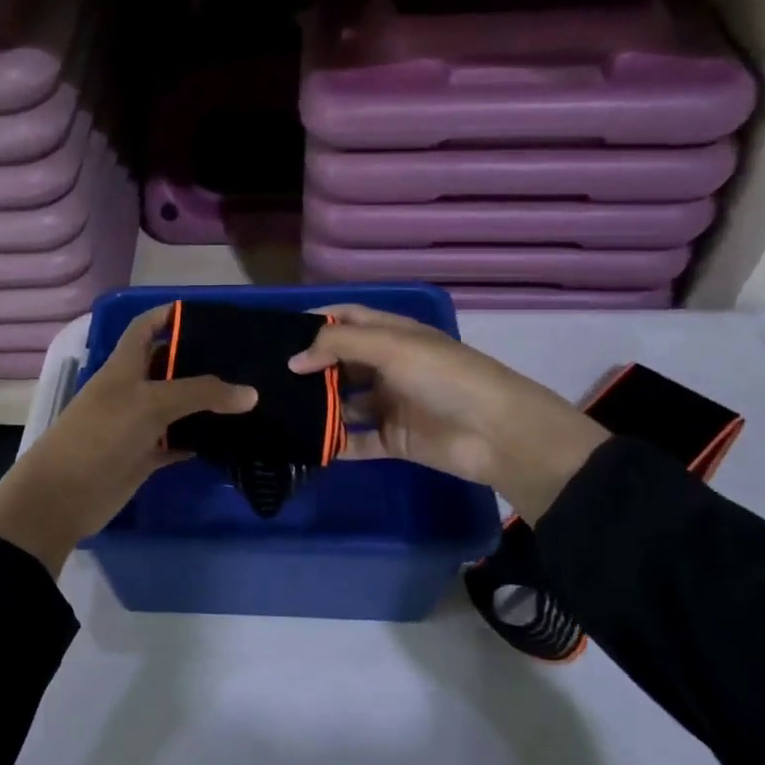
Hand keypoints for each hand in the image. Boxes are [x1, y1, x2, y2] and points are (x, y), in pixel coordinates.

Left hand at [0, 306, 257, 574]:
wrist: (64, 495)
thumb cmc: (102, 434)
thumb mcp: (152, 403)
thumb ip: (201, 394)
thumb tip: (251, 393)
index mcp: (124, 366)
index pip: (145, 327)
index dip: (169, 315)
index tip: (208, 314)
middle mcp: (131, 390)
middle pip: (167, 367)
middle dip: (199, 361)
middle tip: (244, 360)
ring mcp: (137, 425)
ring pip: (176, 407)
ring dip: (204, 404)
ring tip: (247, 397)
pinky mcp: (143, 456)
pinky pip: (176, 442)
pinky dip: (198, 440)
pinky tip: (229, 438)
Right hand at [288, 304, 606, 523]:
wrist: (497, 434)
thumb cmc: (444, 377)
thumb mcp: (391, 346)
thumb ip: (338, 345)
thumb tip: (293, 360)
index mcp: (393, 335)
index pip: (347, 319)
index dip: (316, 322)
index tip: (277, 333)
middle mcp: (389, 366)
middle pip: (340, 363)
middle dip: (309, 369)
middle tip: (267, 379)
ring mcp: (391, 404)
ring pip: (344, 404)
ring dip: (317, 408)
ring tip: (277, 412)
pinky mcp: (394, 440)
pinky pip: (356, 441)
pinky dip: (334, 444)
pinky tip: (304, 445)